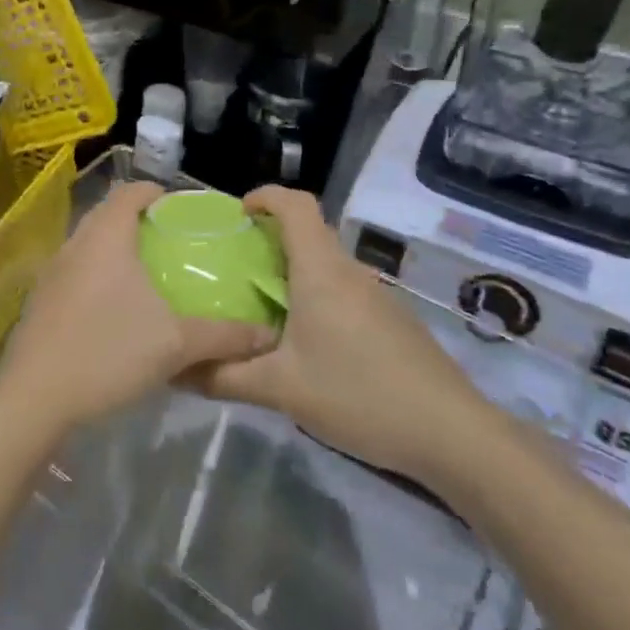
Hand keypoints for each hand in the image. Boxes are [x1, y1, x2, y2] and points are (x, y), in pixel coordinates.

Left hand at [0, 181, 279, 437]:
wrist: (34, 397)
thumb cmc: (108, 353)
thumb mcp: (176, 344)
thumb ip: (224, 336)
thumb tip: (268, 335)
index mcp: (106, 236)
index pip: (129, 192)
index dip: (155, 193)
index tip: (178, 209)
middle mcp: (75, 243)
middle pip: (107, 215)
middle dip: (136, 222)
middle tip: (169, 243)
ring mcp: (51, 272)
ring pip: (88, 245)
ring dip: (114, 251)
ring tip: (145, 276)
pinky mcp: (40, 301)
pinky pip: (74, 272)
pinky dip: (96, 276)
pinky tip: (113, 311)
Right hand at [188, 186, 499, 490]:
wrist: (452, 433)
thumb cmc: (359, 395)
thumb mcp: (282, 389)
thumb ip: (225, 376)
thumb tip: (176, 370)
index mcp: (321, 271)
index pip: (295, 205)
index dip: (264, 196)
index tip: (236, 214)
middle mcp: (349, 271)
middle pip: (309, 232)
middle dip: (270, 237)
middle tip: (234, 266)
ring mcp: (376, 295)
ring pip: (327, 264)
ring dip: (293, 270)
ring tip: (261, 306)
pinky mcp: (391, 320)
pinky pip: (343, 289)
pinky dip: (316, 295)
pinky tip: (305, 341)